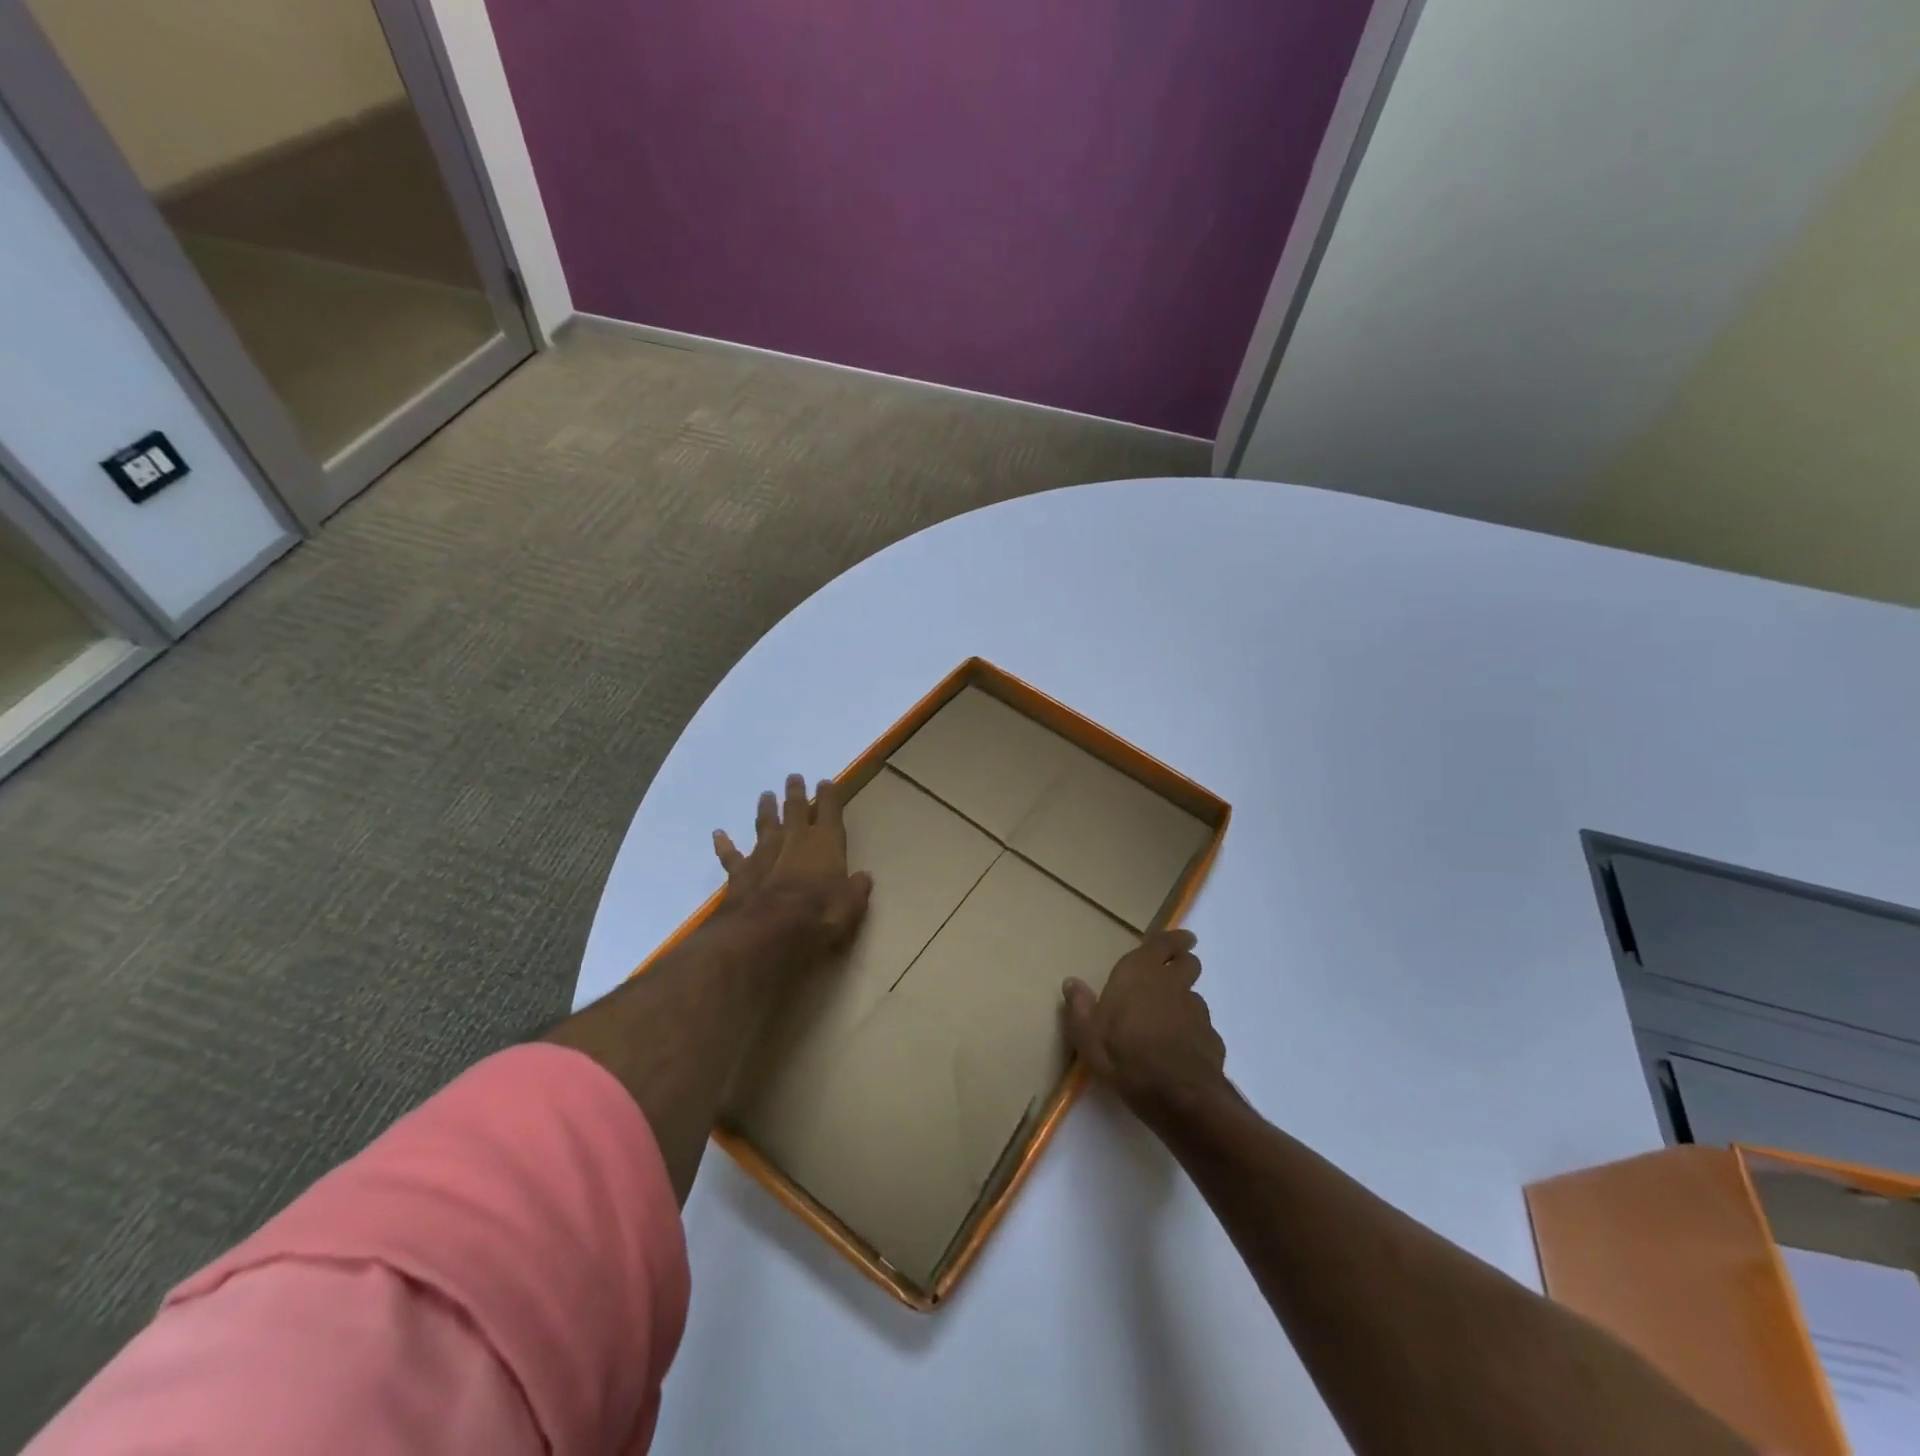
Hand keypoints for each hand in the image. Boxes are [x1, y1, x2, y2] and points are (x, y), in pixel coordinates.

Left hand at [713, 774, 872, 963]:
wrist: (766, 931)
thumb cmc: (817, 917)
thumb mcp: (850, 907)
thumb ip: (856, 889)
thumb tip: (864, 877)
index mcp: (825, 845)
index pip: (830, 812)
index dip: (829, 796)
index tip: (827, 783)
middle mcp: (794, 841)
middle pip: (795, 810)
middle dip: (796, 793)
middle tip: (793, 777)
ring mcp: (764, 854)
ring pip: (765, 824)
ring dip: (766, 810)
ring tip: (765, 795)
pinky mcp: (741, 872)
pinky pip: (731, 854)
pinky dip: (724, 844)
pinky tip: (718, 834)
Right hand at [1062, 929, 1226, 1121]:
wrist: (1177, 1096)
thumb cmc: (1124, 1055)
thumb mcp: (1087, 1034)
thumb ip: (1080, 1005)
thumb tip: (1071, 982)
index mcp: (1141, 973)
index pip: (1164, 943)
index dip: (1174, 939)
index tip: (1183, 938)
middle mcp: (1172, 984)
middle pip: (1188, 963)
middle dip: (1183, 963)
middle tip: (1172, 972)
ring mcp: (1196, 1012)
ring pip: (1194, 996)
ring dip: (1184, 1001)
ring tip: (1169, 1020)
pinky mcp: (1211, 1039)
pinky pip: (1201, 1028)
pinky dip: (1192, 1032)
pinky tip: (1180, 1050)